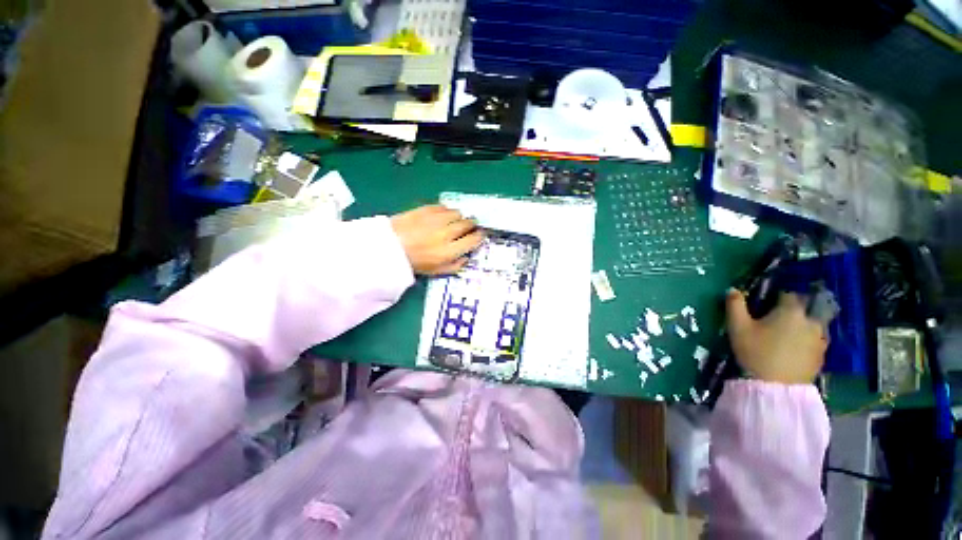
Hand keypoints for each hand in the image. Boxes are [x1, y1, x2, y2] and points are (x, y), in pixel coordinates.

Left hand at [390, 205, 483, 274]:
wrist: (389, 247)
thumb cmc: (415, 262)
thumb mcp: (437, 271)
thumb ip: (456, 265)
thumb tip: (467, 256)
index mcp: (449, 251)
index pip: (473, 239)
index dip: (479, 237)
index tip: (479, 236)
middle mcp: (446, 233)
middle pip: (468, 223)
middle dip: (472, 225)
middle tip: (469, 228)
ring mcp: (436, 219)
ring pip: (458, 213)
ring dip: (459, 218)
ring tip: (453, 222)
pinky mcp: (426, 208)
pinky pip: (444, 206)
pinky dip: (446, 211)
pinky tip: (441, 217)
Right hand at [726, 289, 827, 383]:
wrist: (776, 387)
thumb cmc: (755, 352)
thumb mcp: (738, 327)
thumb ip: (735, 305)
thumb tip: (733, 289)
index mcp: (791, 311)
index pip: (788, 295)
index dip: (776, 297)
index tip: (765, 305)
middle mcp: (811, 321)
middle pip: (804, 309)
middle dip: (792, 311)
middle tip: (776, 320)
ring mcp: (820, 339)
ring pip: (813, 324)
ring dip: (802, 325)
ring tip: (786, 335)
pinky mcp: (822, 355)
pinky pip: (816, 340)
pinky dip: (807, 340)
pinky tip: (794, 349)